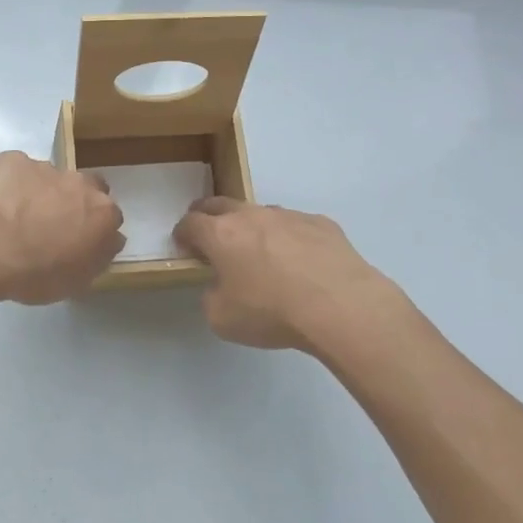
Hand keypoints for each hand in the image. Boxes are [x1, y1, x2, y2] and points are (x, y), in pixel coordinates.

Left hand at [0, 151, 124, 304]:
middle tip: (52, 224)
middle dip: (74, 201)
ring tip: (16, 216)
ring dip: (41, 192)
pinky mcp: (13, 160)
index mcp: (103, 213)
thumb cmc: (36, 274)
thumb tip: (107, 241)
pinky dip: (11, 183)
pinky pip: (17, 170)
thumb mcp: (77, 281)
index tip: (78, 242)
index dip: (93, 229)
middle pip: (86, 187)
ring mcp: (46, 167)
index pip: (109, 217)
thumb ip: (98, 256)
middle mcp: (81, 183)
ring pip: (50, 177)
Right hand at [174, 197, 401, 352]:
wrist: (340, 305)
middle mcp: (251, 216)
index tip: (184, 246)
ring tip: (261, 252)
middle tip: (210, 235)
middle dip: (209, 216)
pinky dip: (290, 238)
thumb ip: (212, 297)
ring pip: (260, 213)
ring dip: (252, 227)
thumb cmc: (272, 312)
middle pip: (220, 204)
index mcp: (220, 235)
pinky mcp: (321, 223)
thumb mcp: (222, 319)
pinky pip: (296, 225)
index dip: (182, 234)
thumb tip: (220, 287)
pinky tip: (301, 262)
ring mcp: (288, 216)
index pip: (190, 223)